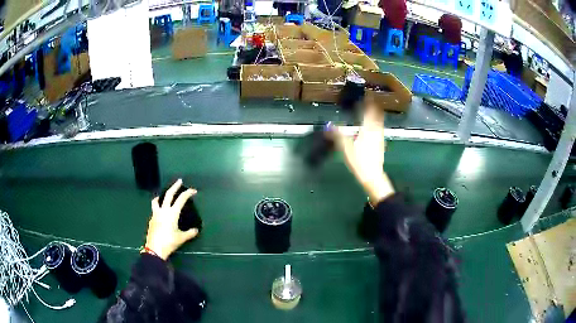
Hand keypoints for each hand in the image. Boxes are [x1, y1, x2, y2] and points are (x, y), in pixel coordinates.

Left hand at [145, 179, 198, 259]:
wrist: (155, 248)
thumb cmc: (169, 242)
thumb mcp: (181, 238)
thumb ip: (190, 233)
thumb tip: (196, 230)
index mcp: (172, 213)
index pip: (181, 199)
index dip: (188, 193)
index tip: (193, 191)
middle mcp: (163, 210)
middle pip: (169, 194)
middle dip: (175, 186)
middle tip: (179, 181)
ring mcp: (156, 214)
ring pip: (157, 200)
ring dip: (161, 195)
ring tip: (164, 195)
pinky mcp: (152, 219)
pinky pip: (155, 209)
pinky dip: (158, 207)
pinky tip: (161, 213)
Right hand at [331, 101, 394, 202]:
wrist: (373, 176)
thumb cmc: (360, 162)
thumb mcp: (346, 148)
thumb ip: (337, 135)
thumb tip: (328, 125)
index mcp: (368, 129)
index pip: (369, 111)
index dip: (368, 101)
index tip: (366, 94)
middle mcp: (376, 130)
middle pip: (376, 114)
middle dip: (373, 105)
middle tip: (369, 99)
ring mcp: (380, 137)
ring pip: (379, 121)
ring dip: (375, 113)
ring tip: (370, 109)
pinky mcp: (381, 143)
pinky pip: (379, 127)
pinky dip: (376, 121)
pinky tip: (372, 125)